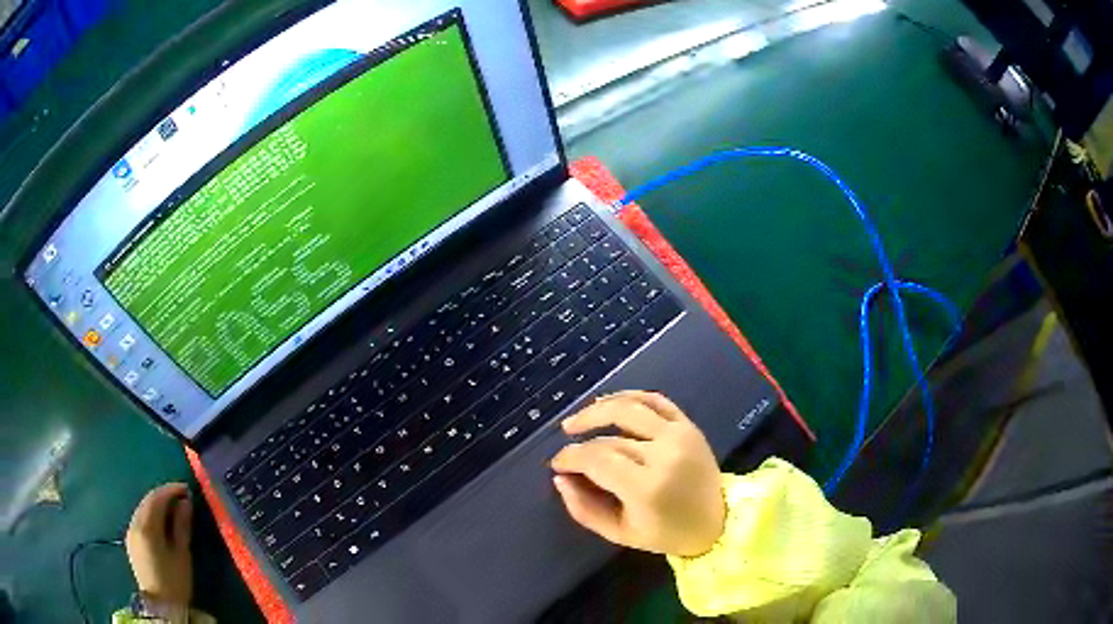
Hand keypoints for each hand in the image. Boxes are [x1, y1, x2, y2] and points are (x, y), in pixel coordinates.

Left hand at [125, 483, 193, 605]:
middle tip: (181, 496)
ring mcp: (130, 532)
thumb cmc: (175, 581)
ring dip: (156, 505)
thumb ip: (182, 526)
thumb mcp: (182, 555)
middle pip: (147, 502)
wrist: (161, 606)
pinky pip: (140, 519)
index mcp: (146, 527)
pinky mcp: (131, 541)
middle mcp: (134, 524)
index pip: (156, 498)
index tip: (186, 489)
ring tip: (173, 508)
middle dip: (163, 496)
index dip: (171, 490)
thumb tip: (185, 502)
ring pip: (142, 509)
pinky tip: (160, 522)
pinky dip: (150, 515)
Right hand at [550, 391, 724, 556]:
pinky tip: (607, 403)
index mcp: (646, 488)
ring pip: (629, 408)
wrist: (717, 519)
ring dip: (597, 410)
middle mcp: (663, 455)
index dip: (570, 457)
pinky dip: (628, 397)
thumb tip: (560, 478)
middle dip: (581, 443)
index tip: (556, 464)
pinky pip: (655, 400)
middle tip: (565, 449)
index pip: (597, 460)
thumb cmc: (666, 533)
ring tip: (576, 421)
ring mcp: (679, 435)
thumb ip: (584, 509)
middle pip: (609, 438)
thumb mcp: (620, 533)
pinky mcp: (688, 425)